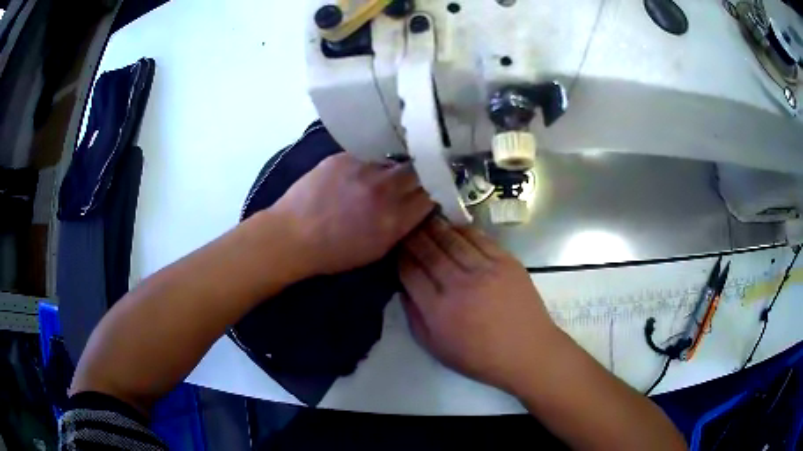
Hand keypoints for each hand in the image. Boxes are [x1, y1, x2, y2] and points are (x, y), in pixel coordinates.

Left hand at [273, 153, 433, 274]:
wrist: (292, 236)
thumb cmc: (334, 253)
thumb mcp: (377, 250)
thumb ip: (402, 226)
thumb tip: (418, 207)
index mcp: (394, 219)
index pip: (432, 194)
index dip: (436, 190)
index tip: (434, 189)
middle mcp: (384, 189)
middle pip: (420, 169)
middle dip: (422, 172)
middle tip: (417, 176)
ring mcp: (363, 168)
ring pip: (394, 159)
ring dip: (395, 167)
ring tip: (385, 175)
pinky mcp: (344, 157)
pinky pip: (369, 156)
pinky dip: (370, 163)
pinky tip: (360, 173)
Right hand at [399, 216, 561, 392]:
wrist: (527, 351)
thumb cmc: (480, 357)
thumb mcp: (436, 348)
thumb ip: (415, 318)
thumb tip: (403, 289)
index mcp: (438, 309)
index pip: (410, 272)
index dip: (400, 256)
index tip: (395, 248)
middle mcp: (458, 284)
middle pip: (429, 251)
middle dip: (413, 236)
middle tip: (406, 227)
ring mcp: (484, 270)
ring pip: (452, 240)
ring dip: (435, 228)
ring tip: (425, 219)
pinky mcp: (506, 261)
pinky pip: (479, 238)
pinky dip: (463, 230)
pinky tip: (455, 227)